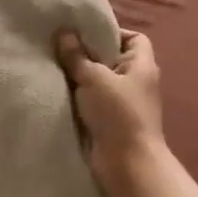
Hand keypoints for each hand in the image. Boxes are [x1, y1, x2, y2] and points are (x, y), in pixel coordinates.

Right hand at [57, 29, 164, 194]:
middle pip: (112, 59)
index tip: (84, 34)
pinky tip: (59, 92)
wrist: (126, 163)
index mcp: (142, 65)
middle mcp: (137, 81)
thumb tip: (64, 33)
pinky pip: (93, 101)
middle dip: (88, 54)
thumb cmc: (117, 113)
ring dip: (80, 77)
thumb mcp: (94, 78)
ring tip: (55, 67)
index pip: (134, 38)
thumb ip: (77, 56)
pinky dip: (79, 97)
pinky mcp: (111, 121)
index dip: (112, 33)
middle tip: (61, 47)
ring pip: (99, 81)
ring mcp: (125, 103)